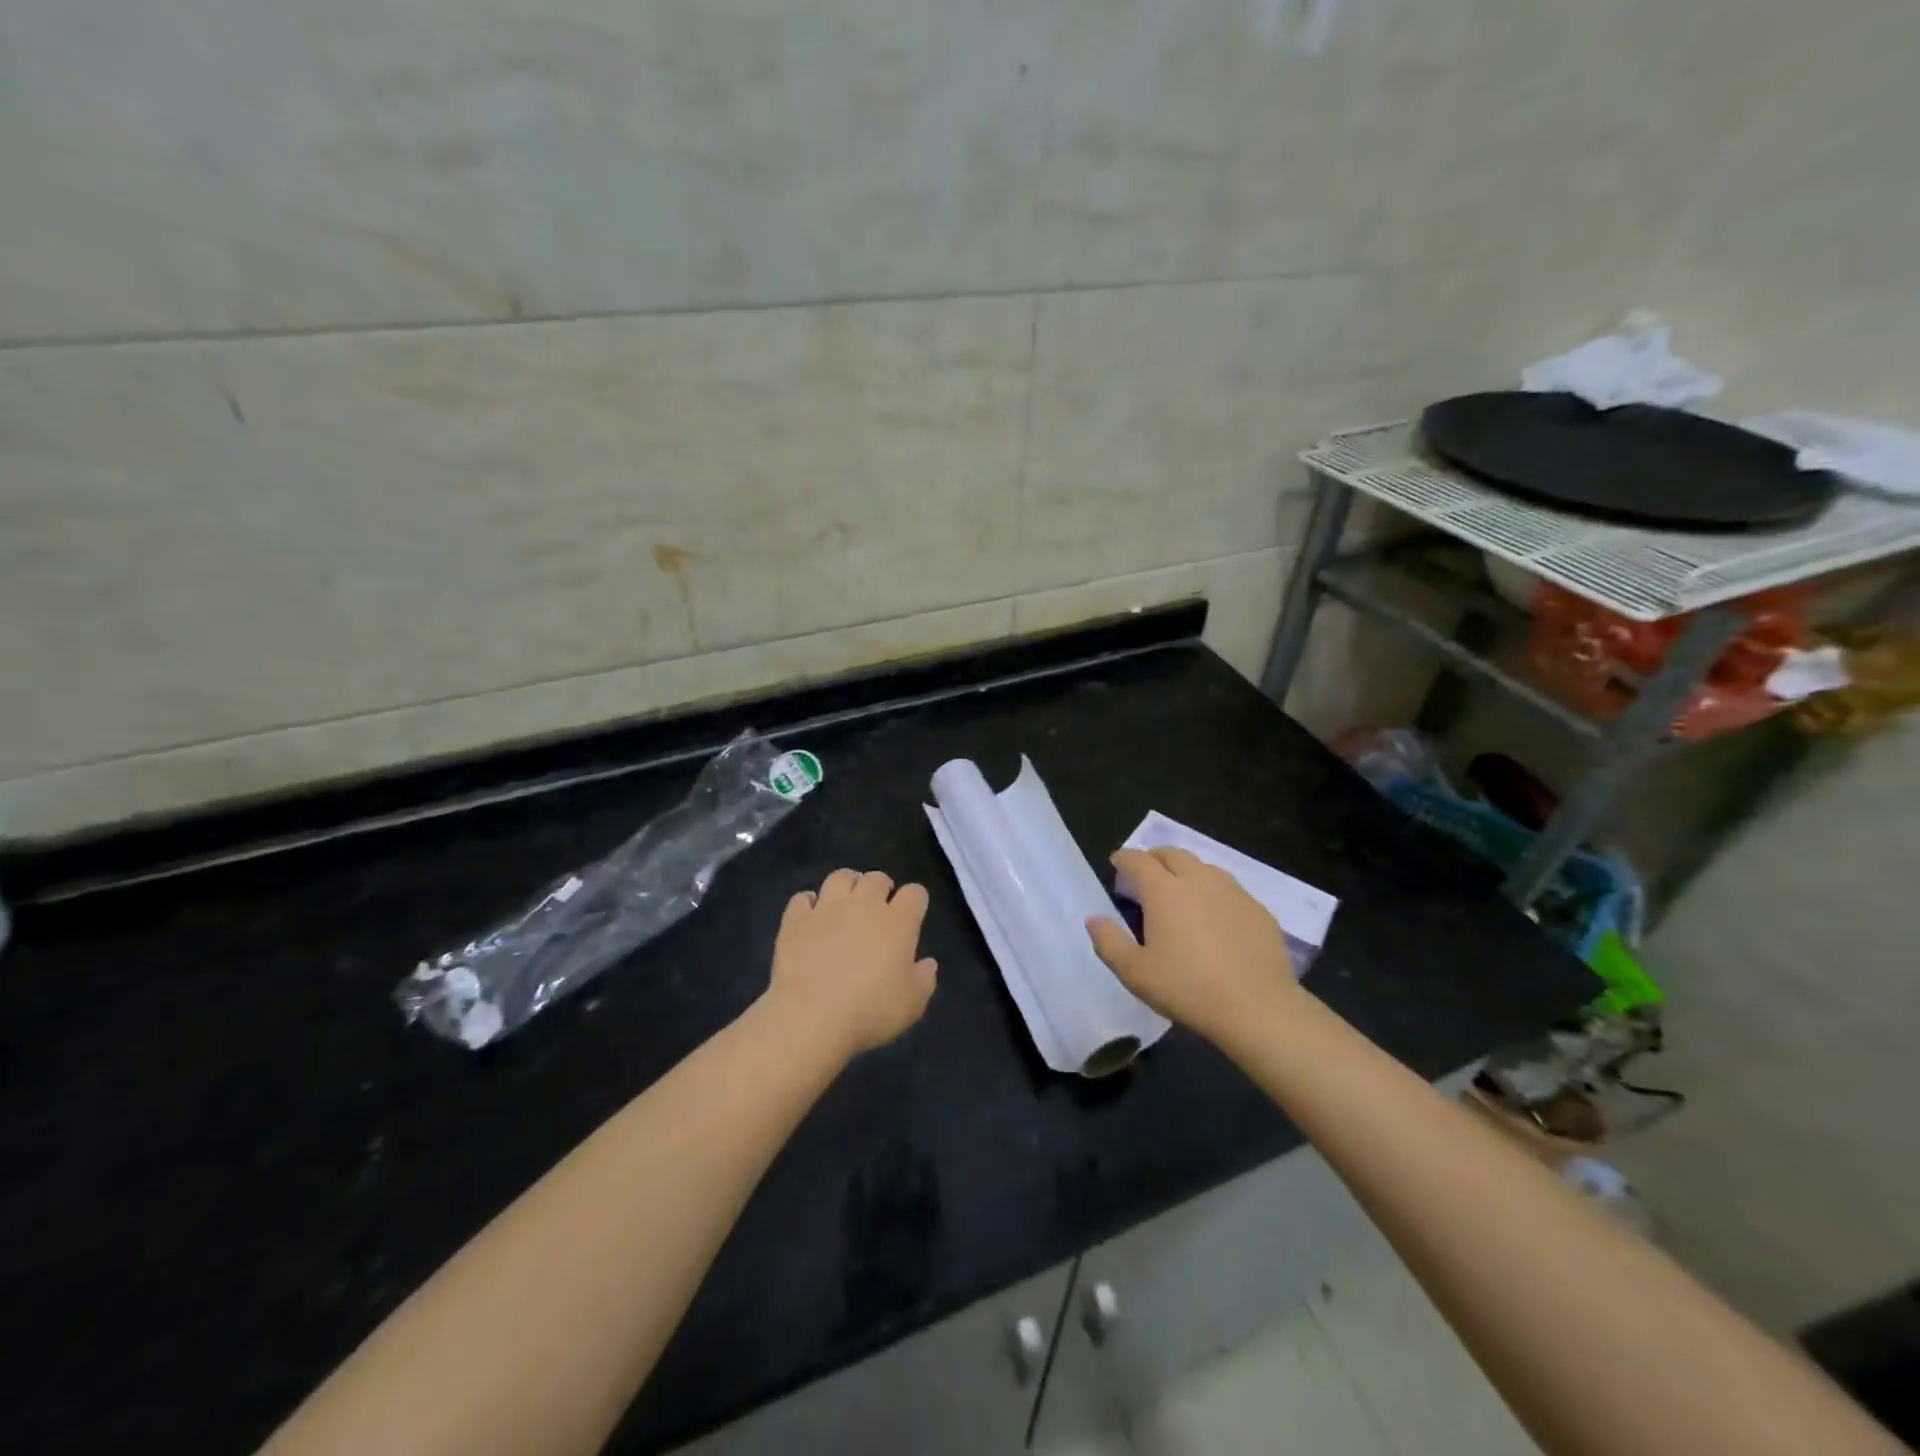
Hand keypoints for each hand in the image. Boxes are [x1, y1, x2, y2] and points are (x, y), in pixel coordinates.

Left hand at [764, 869, 937, 1060]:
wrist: (810, 1016)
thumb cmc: (870, 1011)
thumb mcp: (912, 1004)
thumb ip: (924, 979)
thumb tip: (928, 963)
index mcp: (898, 922)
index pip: (915, 893)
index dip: (916, 900)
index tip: (913, 914)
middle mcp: (864, 905)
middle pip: (877, 878)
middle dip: (881, 887)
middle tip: (878, 907)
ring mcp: (827, 908)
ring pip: (840, 877)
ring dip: (847, 884)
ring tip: (846, 900)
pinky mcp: (796, 920)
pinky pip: (803, 898)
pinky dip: (809, 903)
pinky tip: (811, 914)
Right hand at [1086, 847, 1298, 1046]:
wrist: (1258, 1009)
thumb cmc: (1188, 989)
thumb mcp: (1135, 973)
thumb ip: (1109, 942)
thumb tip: (1093, 918)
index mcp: (1164, 890)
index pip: (1138, 860)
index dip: (1123, 858)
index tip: (1116, 864)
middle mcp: (1198, 880)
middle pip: (1172, 854)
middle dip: (1154, 858)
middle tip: (1145, 875)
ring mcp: (1232, 891)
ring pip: (1203, 867)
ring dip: (1185, 871)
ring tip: (1179, 892)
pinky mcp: (1258, 909)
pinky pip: (1229, 888)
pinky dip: (1213, 891)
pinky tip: (1214, 916)